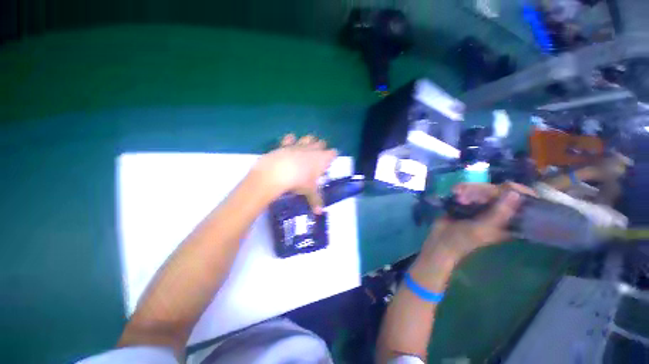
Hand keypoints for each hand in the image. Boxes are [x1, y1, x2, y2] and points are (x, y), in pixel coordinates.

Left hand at [255, 134, 337, 213]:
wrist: (278, 172)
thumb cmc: (299, 181)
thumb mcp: (309, 192)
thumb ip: (316, 200)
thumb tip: (320, 213)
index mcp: (322, 159)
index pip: (333, 153)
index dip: (332, 156)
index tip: (329, 163)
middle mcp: (313, 149)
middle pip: (321, 143)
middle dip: (321, 148)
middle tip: (318, 157)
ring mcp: (299, 145)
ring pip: (308, 138)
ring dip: (309, 141)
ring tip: (306, 149)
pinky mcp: (286, 144)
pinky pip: (290, 138)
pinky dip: (290, 140)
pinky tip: (289, 145)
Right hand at [422, 182, 535, 260]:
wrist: (440, 240)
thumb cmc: (463, 239)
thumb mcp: (483, 228)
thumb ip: (499, 213)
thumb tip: (515, 193)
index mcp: (509, 222)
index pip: (523, 203)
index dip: (519, 192)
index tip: (508, 185)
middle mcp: (498, 212)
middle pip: (501, 192)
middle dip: (484, 190)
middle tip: (471, 194)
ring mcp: (483, 206)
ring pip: (484, 190)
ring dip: (469, 190)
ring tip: (457, 195)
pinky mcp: (468, 203)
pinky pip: (470, 190)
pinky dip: (462, 189)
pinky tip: (455, 191)